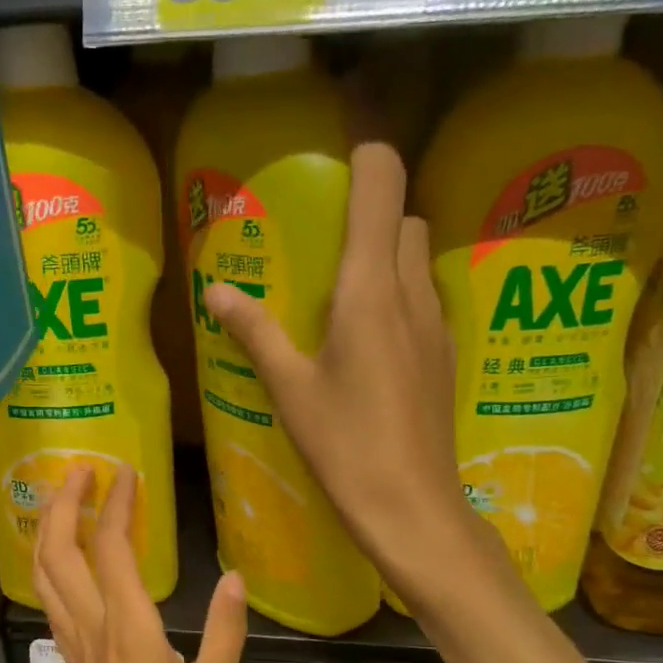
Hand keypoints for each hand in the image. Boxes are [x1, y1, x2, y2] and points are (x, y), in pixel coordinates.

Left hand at [34, 465, 246, 662]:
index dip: (118, 504)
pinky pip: (52, 602)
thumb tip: (235, 577)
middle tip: (81, 470)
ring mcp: (75, 645)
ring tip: (66, 503)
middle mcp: (92, 626)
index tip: (127, 470)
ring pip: (45, 576)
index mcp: (129, 626)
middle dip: (65, 504)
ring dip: (51, 531)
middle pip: (60, 552)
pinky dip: (52, 568)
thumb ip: (225, 628)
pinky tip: (66, 565)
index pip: (115, 548)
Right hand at [202, 143, 500, 604]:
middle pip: (403, 217)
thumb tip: (216, 290)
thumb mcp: (290, 388)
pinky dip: (399, 296)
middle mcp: (412, 293)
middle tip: (323, 244)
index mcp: (370, 289)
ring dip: (386, 256)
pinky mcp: (446, 356)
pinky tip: (368, 342)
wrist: (412, 506)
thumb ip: (255, 331)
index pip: (383, 184)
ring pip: (418, 259)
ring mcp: (437, 325)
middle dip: (370, 213)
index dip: (366, 155)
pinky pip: (424, 300)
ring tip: (341, 294)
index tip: (336, 159)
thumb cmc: (344, 444)